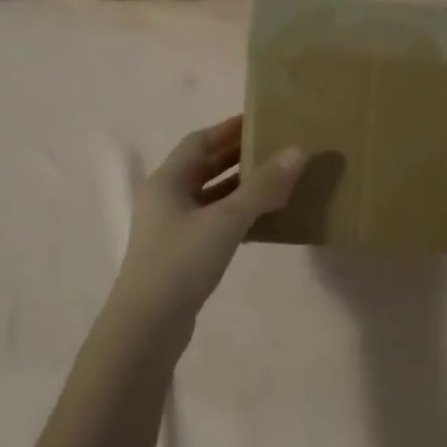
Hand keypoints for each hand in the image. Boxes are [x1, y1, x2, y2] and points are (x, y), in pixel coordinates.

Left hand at [111, 116, 303, 329]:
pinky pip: (214, 222)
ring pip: (211, 196)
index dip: (229, 129)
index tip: (261, 120)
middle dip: (238, 156)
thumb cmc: (181, 262)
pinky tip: (264, 220)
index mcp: (167, 180)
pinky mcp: (182, 254)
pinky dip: (237, 215)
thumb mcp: (226, 220)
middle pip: (204, 167)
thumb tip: (298, 151)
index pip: (200, 141)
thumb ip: (262, 187)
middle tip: (276, 147)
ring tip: (277, 179)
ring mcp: (172, 228)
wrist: (148, 325)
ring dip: (240, 186)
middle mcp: (166, 199)